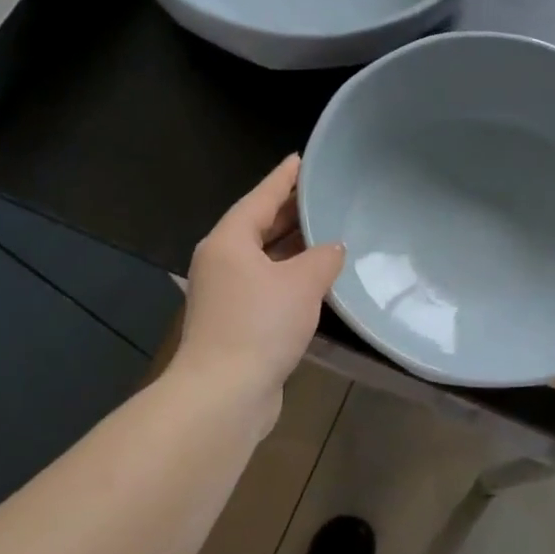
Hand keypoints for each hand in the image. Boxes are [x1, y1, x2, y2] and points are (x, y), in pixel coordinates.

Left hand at [176, 156, 344, 417]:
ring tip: (326, 231)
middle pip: (259, 226)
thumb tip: (332, 249)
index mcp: (229, 241)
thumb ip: (323, 258)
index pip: (261, 197)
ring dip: (292, 247)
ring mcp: (226, 294)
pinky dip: (290, 277)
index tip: (302, 159)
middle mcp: (222, 262)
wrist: (224, 394)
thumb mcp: (302, 283)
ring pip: (264, 258)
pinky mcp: (235, 322)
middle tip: (323, 194)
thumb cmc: (260, 325)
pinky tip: (316, 279)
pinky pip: (267, 285)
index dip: (284, 178)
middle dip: (290, 211)